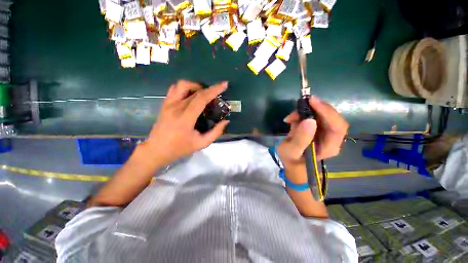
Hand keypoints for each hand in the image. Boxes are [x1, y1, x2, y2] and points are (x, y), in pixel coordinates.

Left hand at [143, 80, 229, 166]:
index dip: (214, 90)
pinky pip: (174, 89)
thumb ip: (215, 132)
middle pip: (195, 91)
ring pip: (182, 85)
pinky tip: (190, 96)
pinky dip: (185, 88)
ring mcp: (168, 104)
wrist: (156, 150)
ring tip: (202, 94)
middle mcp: (176, 107)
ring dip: (195, 86)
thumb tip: (226, 121)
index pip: (201, 98)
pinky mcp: (164, 104)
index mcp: (185, 118)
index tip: (224, 85)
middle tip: (217, 94)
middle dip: (209, 89)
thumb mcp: (201, 144)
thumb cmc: (180, 148)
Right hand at [277, 96, 347, 180]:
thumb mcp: (292, 151)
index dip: (327, 112)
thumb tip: (309, 120)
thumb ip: (300, 139)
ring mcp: (324, 132)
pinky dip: (302, 114)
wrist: (292, 162)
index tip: (312, 101)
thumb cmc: (292, 160)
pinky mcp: (316, 127)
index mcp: (330, 146)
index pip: (337, 126)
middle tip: (300, 104)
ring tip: (291, 117)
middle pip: (331, 117)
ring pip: (321, 114)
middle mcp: (331, 138)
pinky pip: (313, 115)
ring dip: (306, 111)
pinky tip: (291, 119)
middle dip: (315, 109)